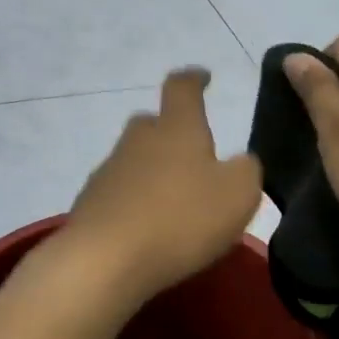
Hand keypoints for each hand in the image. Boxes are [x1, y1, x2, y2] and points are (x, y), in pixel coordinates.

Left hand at [59, 68, 262, 305]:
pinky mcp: (91, 204)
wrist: (105, 261)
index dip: (194, 79)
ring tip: (175, 202)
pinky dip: (137, 202)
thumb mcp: (239, 195)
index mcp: (177, 128)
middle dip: (172, 132)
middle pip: (153, 123)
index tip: (203, 77)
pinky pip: (121, 193)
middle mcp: (138, 140)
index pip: (182, 88)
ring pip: (135, 160)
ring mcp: (109, 171)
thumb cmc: (181, 219)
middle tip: (193, 155)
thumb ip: (247, 170)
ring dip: (154, 172)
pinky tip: (150, 228)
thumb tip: (240, 162)